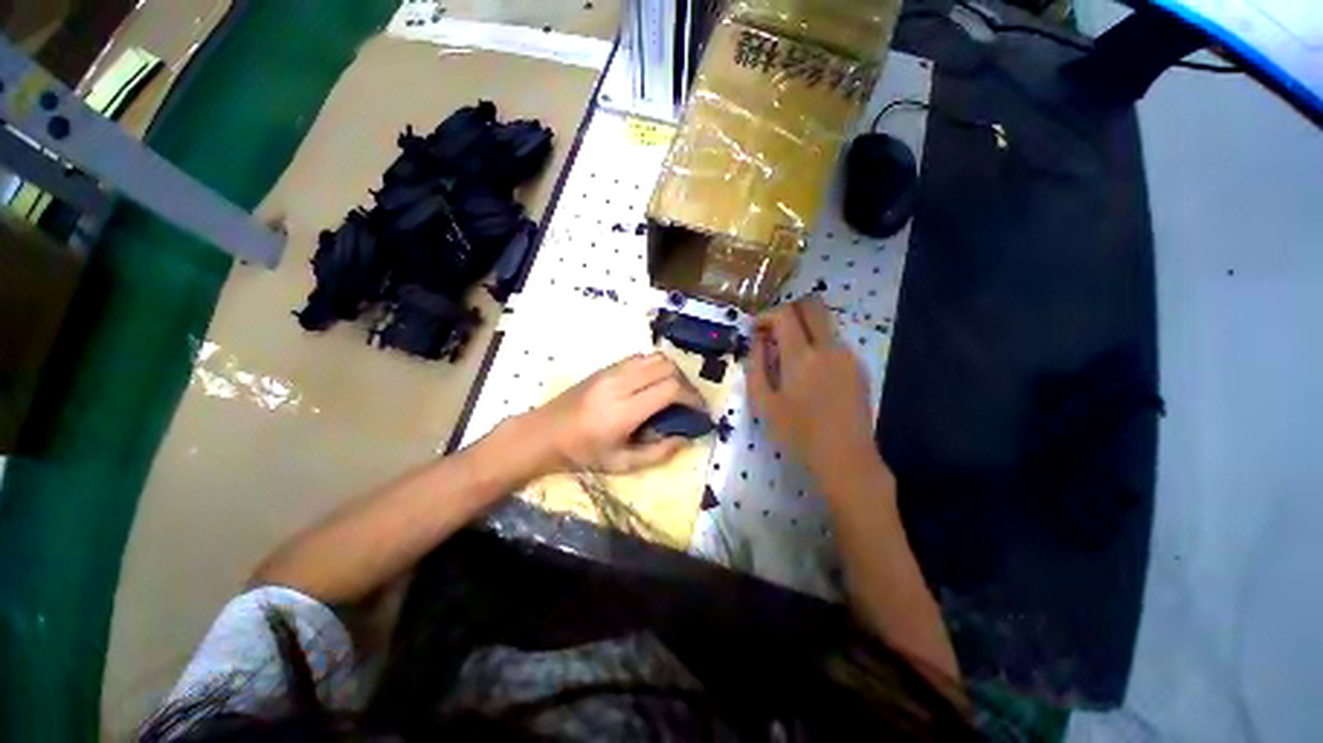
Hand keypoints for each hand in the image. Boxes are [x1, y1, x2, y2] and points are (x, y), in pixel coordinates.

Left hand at [520, 353, 705, 474]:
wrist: (543, 433)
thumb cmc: (582, 454)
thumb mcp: (621, 463)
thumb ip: (658, 452)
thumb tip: (685, 438)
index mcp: (623, 411)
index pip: (670, 389)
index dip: (692, 397)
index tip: (699, 411)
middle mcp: (619, 384)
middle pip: (666, 366)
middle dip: (686, 382)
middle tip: (689, 402)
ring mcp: (610, 371)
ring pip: (654, 357)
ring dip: (671, 371)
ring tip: (675, 392)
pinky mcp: (605, 367)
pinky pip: (639, 358)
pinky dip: (655, 367)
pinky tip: (653, 384)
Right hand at [748, 297, 876, 479]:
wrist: (845, 458)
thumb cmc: (797, 433)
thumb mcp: (763, 402)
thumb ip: (756, 364)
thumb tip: (757, 339)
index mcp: (801, 356)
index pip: (785, 314)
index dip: (766, 316)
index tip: (756, 330)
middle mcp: (829, 347)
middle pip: (811, 306)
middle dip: (788, 311)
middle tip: (773, 332)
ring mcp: (848, 356)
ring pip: (824, 323)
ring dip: (803, 328)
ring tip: (788, 356)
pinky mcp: (858, 367)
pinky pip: (835, 341)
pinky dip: (817, 344)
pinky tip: (810, 372)